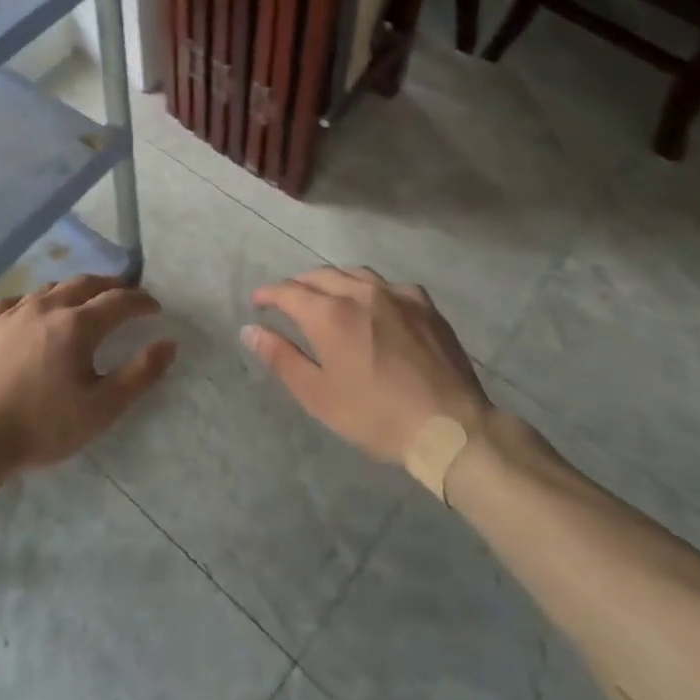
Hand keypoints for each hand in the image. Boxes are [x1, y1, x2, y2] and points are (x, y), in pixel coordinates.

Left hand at [0, 274, 175, 474]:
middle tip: (125, 295)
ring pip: (50, 288)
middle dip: (111, 286)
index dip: (142, 301)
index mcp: (77, 324)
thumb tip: (169, 343)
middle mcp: (46, 307)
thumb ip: (140, 374)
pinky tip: (31, 312)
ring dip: (74, 290)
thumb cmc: (41, 427)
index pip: (120, 300)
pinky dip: (34, 301)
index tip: (155, 308)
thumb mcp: (101, 409)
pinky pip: (14, 301)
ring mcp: (11, 312)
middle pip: (86, 283)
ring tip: (84, 301)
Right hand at [244, 267, 494, 467]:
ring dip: (333, 280)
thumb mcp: (318, 395)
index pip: (288, 291)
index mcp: (329, 313)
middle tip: (288, 301)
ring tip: (327, 296)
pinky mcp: (424, 304)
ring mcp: (396, 294)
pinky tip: (375, 304)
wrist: (449, 426)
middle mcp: (360, 292)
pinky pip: (389, 285)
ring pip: (355, 273)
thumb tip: (251, 330)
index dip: (269, 294)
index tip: (258, 303)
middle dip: (298, 285)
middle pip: (320, 275)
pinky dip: (371, 289)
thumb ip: (281, 357)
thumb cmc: (375, 415)